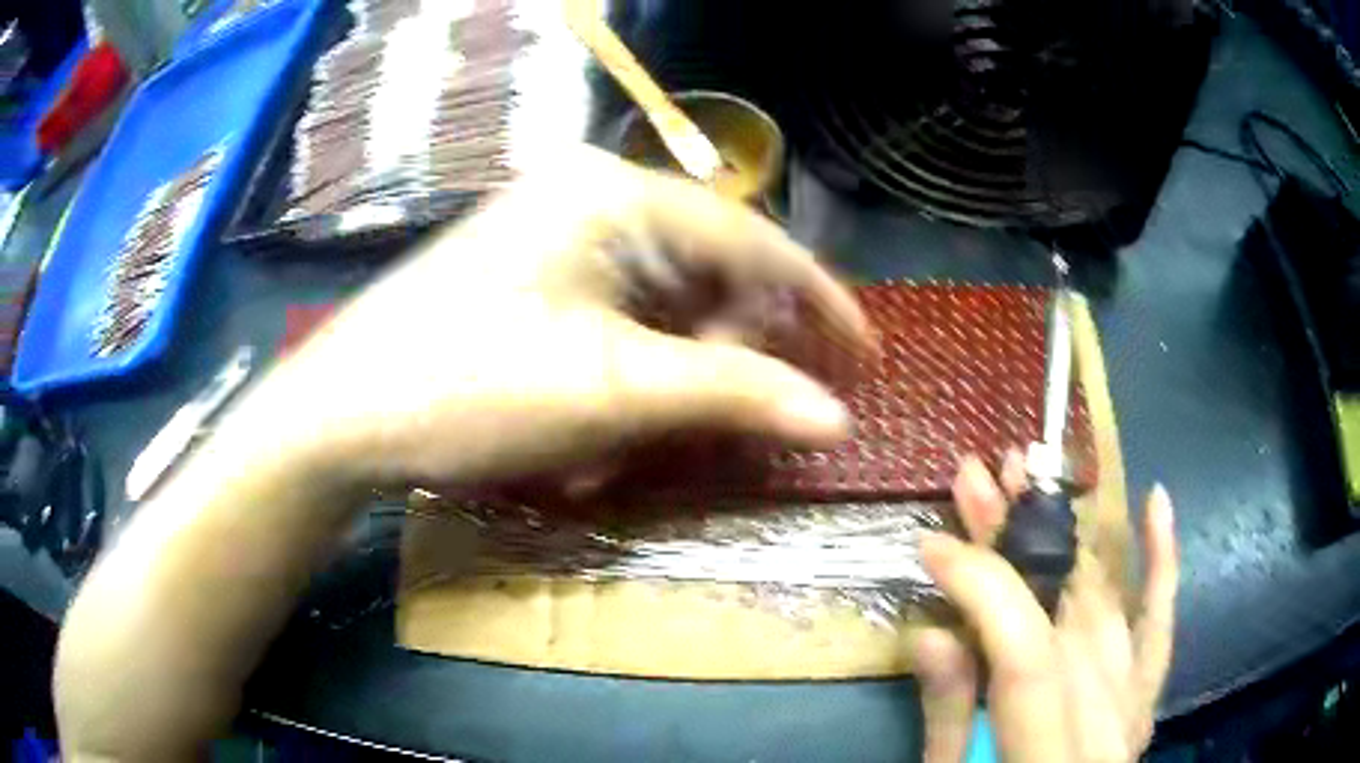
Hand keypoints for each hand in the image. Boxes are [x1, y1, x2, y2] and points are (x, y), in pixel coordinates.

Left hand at [256, 148, 872, 493]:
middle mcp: (587, 196)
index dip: (817, 298)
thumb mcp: (613, 393)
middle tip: (728, 420)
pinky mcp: (527, 272)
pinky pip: (614, 316)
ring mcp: (552, 232)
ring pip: (659, 302)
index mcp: (613, 193)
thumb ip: (736, 395)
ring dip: (672, 376)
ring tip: (645, 440)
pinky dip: (627, 375)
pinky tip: (603, 427)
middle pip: (705, 270)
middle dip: (727, 351)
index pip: (751, 239)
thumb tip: (837, 418)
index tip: (865, 352)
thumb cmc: (468, 388)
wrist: (341, 414)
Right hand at [911, 455, 1178, 762]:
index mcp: (1052, 757)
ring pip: (1106, 603)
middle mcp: (1107, 723)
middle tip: (980, 480)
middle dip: (1018, 542)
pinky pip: (1160, 622)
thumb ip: (950, 721)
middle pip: (1069, 613)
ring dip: (1066, 535)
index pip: (1029, 655)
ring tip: (1032, 476)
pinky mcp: (1145, 697)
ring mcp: (1135, 704)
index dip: (983, 590)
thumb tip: (929, 635)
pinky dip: (1160, 562)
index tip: (932, 545)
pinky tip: (1155, 499)